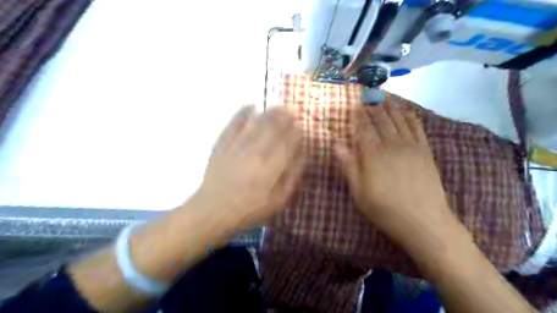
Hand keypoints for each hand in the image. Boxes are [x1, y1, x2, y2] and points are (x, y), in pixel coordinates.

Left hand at [197, 105, 303, 229]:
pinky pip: (234, 124)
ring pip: (256, 123)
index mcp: (271, 167)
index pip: (288, 142)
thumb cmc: (250, 209)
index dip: (295, 131)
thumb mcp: (279, 200)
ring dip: (268, 112)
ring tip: (276, 106)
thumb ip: (292, 176)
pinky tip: (250, 106)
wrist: (214, 210)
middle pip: (273, 128)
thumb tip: (301, 154)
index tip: (299, 125)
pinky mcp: (222, 144)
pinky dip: (243, 113)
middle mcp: (256, 152)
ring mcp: (238, 146)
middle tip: (290, 110)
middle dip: (284, 116)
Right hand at [334, 98, 456, 249]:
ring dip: (390, 106)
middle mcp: (392, 145)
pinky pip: (417, 127)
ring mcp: (411, 146)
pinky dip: (410, 115)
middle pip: (381, 119)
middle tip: (367, 93)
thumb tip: (336, 144)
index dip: (357, 115)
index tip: (353, 104)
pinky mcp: (425, 151)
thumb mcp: (359, 192)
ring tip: (383, 95)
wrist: (424, 222)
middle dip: (372, 105)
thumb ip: (348, 166)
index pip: (363, 128)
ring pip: (398, 119)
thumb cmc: (385, 209)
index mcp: (374, 155)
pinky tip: (406, 108)